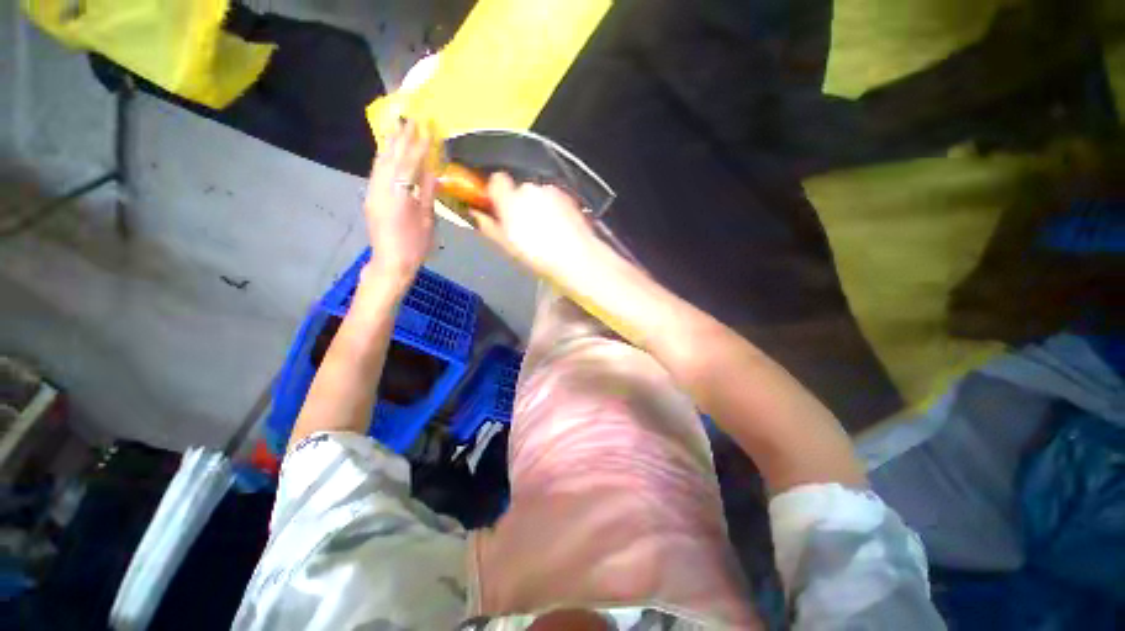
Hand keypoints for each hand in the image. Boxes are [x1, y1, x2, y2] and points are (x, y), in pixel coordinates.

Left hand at [364, 120, 435, 289]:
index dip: (418, 144)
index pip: (410, 162)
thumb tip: (432, 169)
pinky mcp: (370, 196)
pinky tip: (389, 150)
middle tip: (409, 117)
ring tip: (398, 126)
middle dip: (401, 137)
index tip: (425, 125)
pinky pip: (377, 170)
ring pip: (381, 161)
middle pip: (391, 157)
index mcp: (399, 194)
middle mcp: (381, 187)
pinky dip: (384, 157)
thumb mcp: (427, 219)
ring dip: (390, 143)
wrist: (391, 262)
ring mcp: (373, 191)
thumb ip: (427, 192)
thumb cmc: (416, 245)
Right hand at [470, 173, 596, 279]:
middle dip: (519, 203)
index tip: (499, 208)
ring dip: (538, 206)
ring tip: (546, 231)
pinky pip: (554, 199)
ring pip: (538, 194)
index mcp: (511, 199)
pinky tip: (559, 228)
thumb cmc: (538, 256)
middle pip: (519, 189)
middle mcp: (531, 188)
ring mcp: (552, 191)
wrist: (577, 257)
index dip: (496, 193)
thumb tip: (476, 214)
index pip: (497, 180)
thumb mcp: (507, 245)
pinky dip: (554, 208)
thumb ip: (489, 226)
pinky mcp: (568, 197)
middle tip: (524, 227)